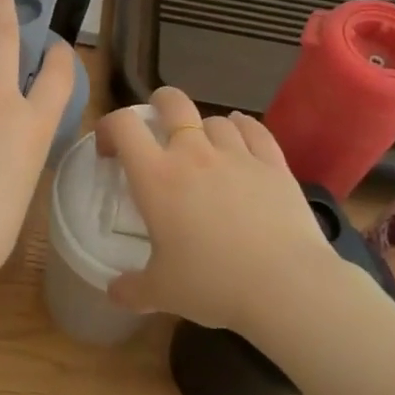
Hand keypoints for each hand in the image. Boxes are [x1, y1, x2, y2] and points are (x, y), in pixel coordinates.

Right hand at [98, 87, 337, 336]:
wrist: (285, 286)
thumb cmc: (212, 284)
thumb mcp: (162, 292)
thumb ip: (132, 289)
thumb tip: (114, 291)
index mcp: (156, 177)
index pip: (123, 126)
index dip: (109, 127)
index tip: (109, 150)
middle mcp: (193, 154)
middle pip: (172, 102)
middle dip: (159, 104)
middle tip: (156, 126)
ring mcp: (237, 154)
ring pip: (215, 119)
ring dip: (204, 128)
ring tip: (205, 148)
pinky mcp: (274, 164)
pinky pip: (255, 130)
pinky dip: (243, 127)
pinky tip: (242, 135)